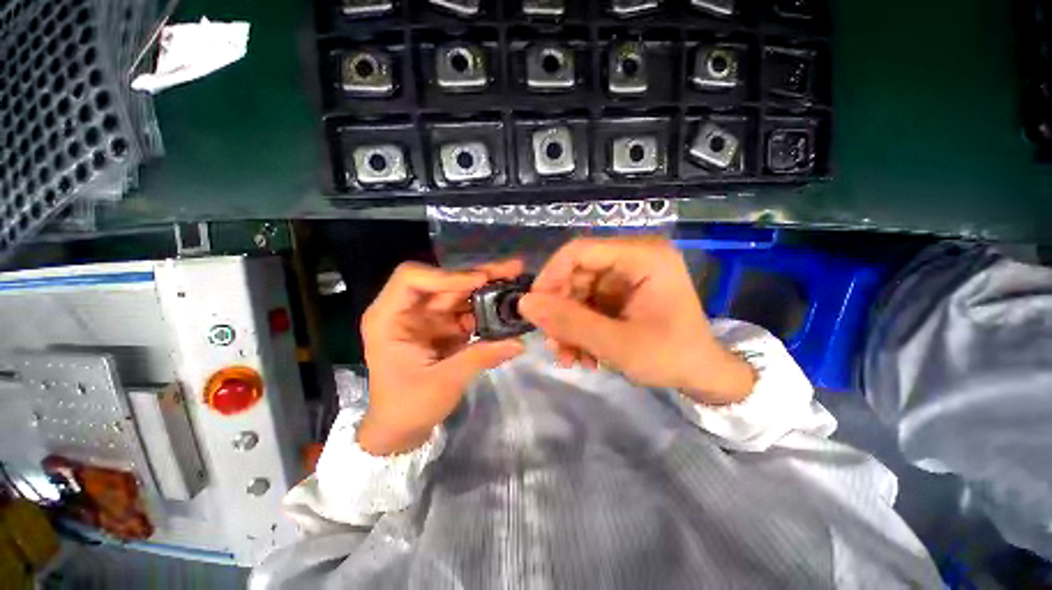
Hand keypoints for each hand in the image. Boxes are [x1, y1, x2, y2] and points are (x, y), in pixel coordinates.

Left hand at [358, 260, 524, 454]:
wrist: (402, 428)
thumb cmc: (408, 406)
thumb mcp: (444, 382)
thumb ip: (481, 357)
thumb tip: (519, 342)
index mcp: (390, 318)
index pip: (412, 279)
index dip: (446, 275)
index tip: (480, 281)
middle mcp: (408, 310)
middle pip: (445, 281)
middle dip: (479, 275)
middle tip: (512, 269)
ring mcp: (428, 317)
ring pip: (460, 293)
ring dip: (488, 288)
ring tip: (517, 282)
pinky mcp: (444, 327)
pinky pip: (468, 311)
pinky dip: (488, 309)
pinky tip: (508, 306)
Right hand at [519, 236, 754, 404]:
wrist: (703, 376)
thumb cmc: (671, 357)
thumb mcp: (616, 344)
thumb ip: (569, 322)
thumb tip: (525, 303)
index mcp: (642, 256)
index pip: (578, 251)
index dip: (550, 277)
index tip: (534, 309)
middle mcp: (633, 257)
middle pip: (576, 273)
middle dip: (560, 311)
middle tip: (553, 343)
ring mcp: (627, 276)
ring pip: (578, 292)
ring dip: (568, 325)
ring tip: (569, 357)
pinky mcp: (622, 293)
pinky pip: (588, 304)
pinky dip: (580, 328)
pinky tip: (583, 354)